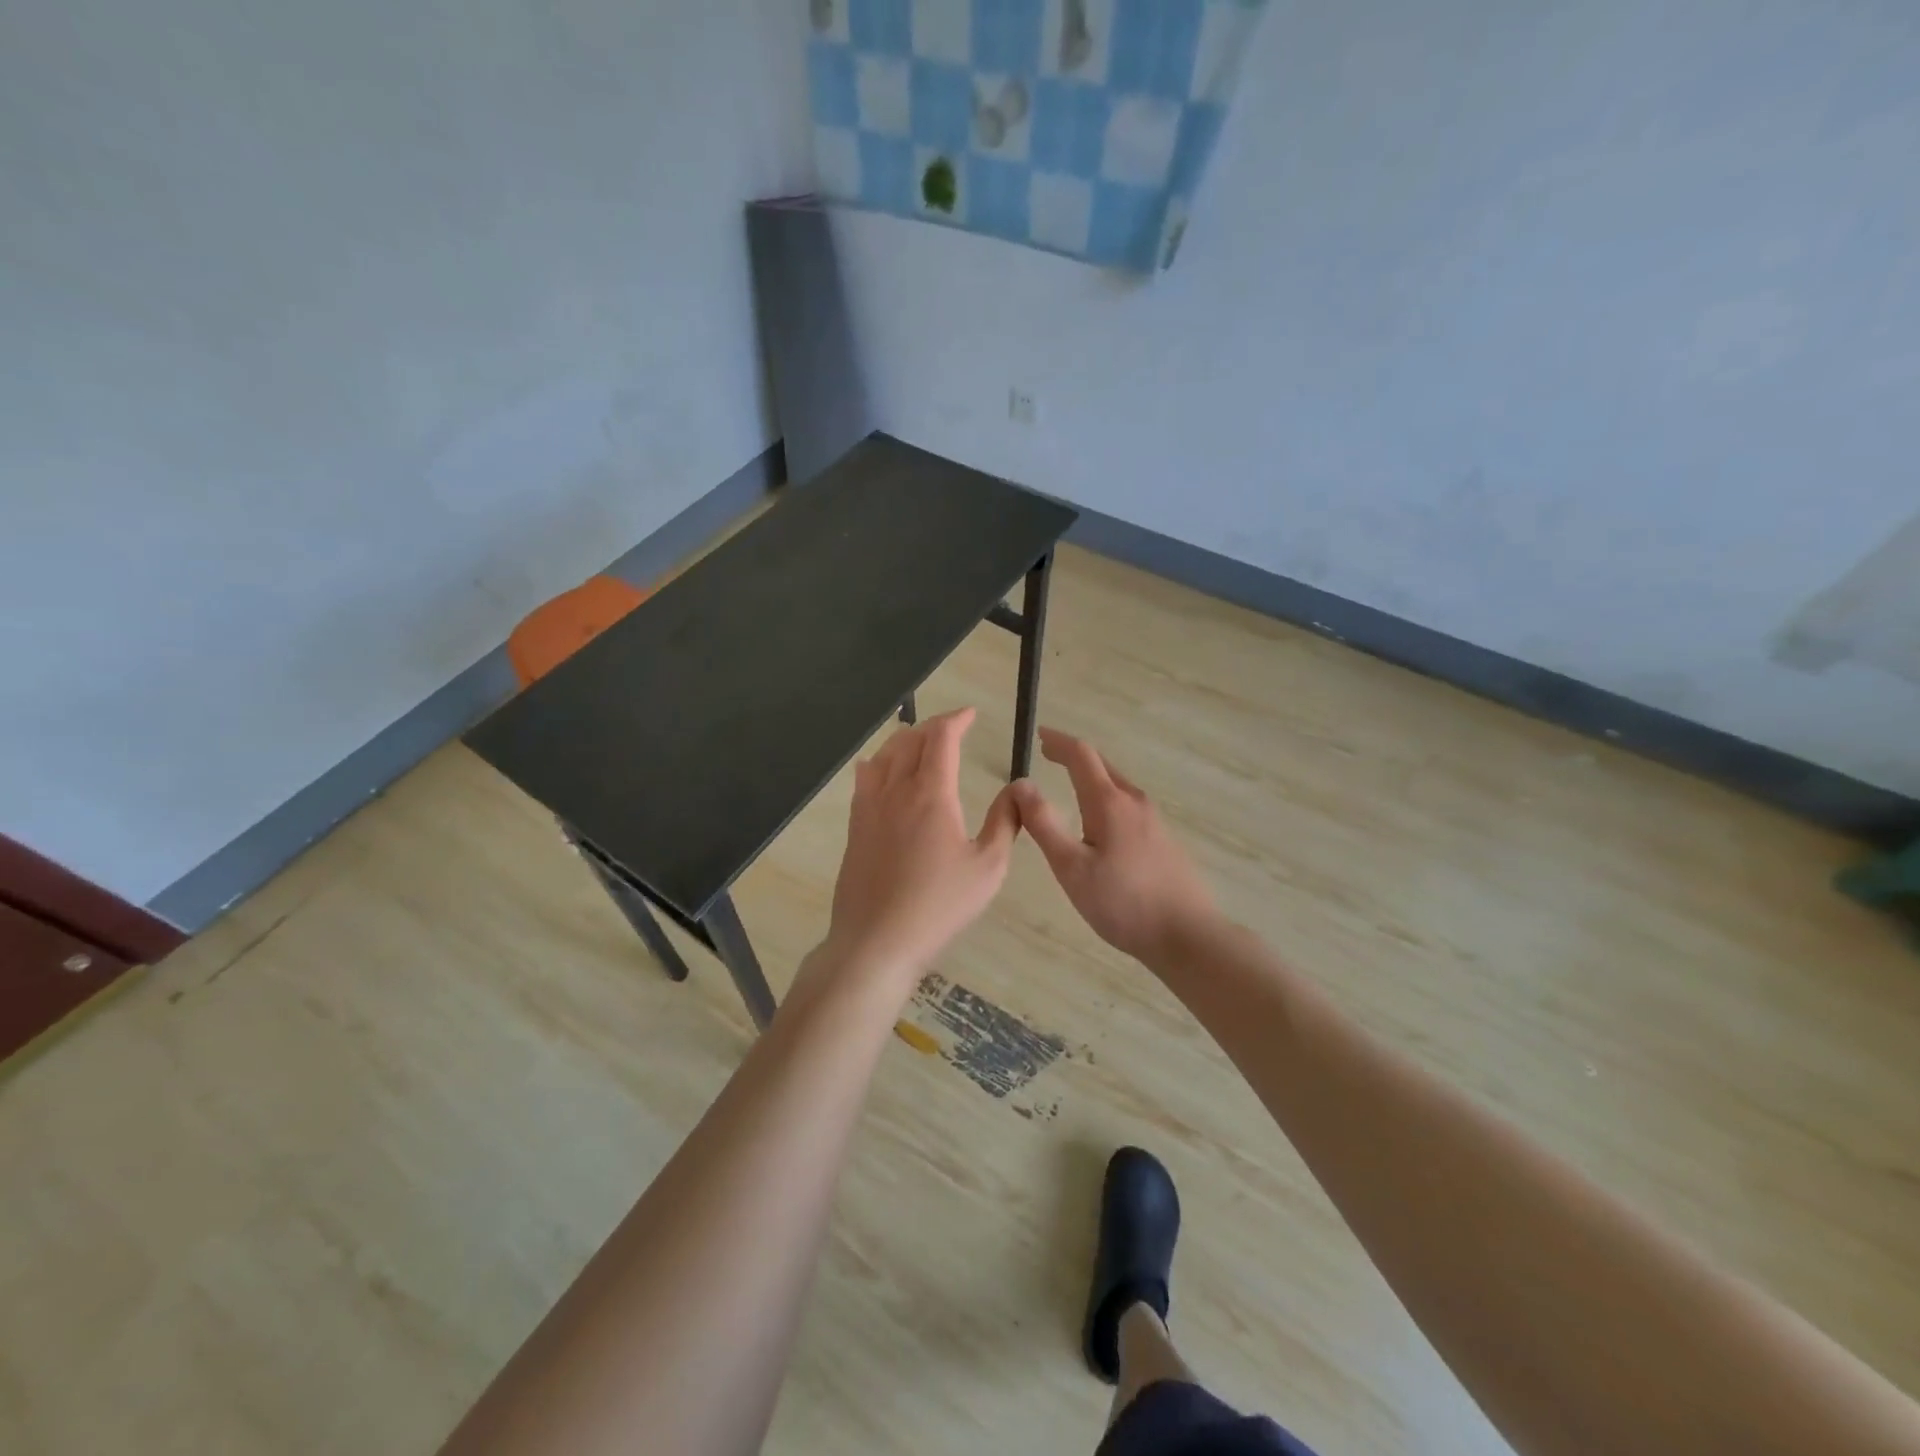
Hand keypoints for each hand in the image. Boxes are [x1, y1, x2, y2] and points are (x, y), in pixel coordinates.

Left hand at [819, 707, 1019, 989]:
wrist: (877, 940)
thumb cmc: (939, 906)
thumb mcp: (988, 867)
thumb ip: (1004, 823)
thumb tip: (1016, 791)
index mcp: (932, 794)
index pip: (941, 738)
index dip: (956, 719)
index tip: (971, 714)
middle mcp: (896, 790)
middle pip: (910, 740)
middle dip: (933, 726)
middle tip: (952, 729)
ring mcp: (869, 807)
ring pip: (883, 755)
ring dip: (904, 740)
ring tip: (920, 741)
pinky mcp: (855, 827)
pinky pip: (863, 779)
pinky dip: (877, 762)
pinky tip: (879, 769)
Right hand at [1011, 728, 1218, 965]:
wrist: (1188, 935)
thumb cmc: (1123, 903)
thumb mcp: (1071, 867)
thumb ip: (1044, 824)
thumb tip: (1021, 784)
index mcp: (1110, 803)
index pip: (1081, 755)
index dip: (1058, 742)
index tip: (1039, 735)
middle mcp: (1135, 802)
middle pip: (1102, 766)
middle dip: (1073, 756)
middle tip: (1048, 755)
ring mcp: (1154, 820)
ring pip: (1117, 786)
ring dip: (1091, 777)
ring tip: (1069, 784)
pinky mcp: (1163, 840)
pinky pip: (1128, 806)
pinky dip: (1106, 797)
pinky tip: (1100, 822)